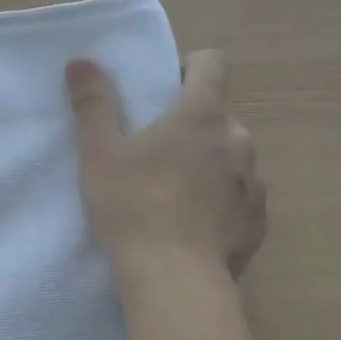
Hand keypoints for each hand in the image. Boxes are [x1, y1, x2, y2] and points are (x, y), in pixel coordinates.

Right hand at [66, 49, 265, 276]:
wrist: (173, 278)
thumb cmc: (133, 207)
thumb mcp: (100, 155)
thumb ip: (93, 105)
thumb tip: (81, 61)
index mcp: (201, 115)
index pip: (212, 64)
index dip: (191, 67)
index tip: (167, 88)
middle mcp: (238, 140)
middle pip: (220, 116)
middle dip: (193, 126)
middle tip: (157, 153)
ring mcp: (254, 182)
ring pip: (233, 158)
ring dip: (210, 164)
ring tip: (176, 194)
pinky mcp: (259, 221)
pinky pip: (241, 198)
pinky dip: (222, 202)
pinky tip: (194, 227)